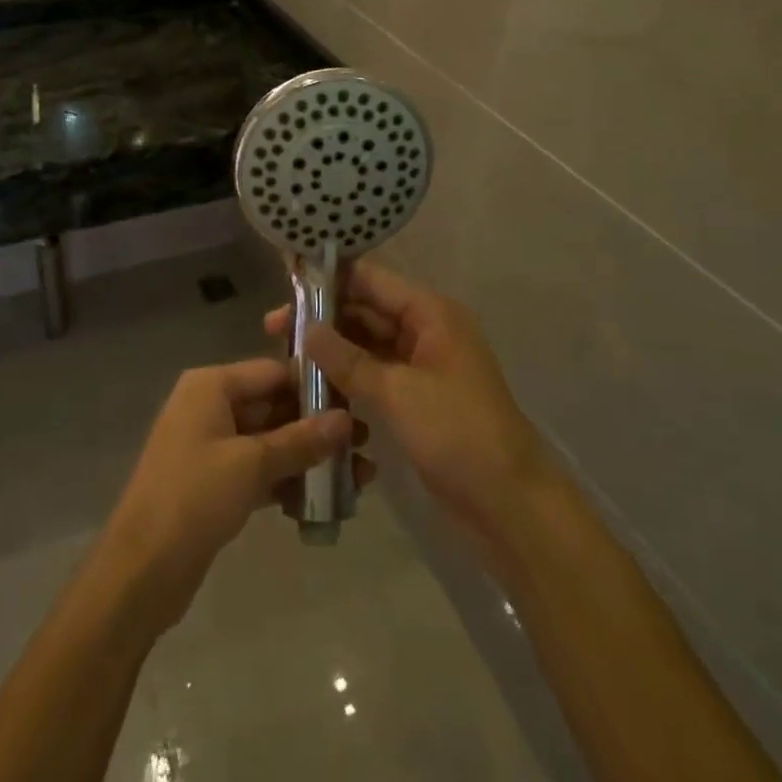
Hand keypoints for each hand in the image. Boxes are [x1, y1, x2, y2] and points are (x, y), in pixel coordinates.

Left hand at [97, 359, 365, 632]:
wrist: (141, 571)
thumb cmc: (193, 498)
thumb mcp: (251, 464)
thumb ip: (301, 440)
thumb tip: (347, 420)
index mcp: (211, 386)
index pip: (273, 371)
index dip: (315, 386)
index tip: (359, 402)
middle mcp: (210, 407)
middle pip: (274, 406)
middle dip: (318, 427)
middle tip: (367, 444)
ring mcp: (212, 446)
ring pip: (271, 442)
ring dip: (310, 458)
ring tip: (361, 477)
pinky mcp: (216, 483)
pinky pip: (260, 471)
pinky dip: (289, 481)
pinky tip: (326, 500)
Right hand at [266, 261, 547, 545]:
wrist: (509, 503)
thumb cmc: (458, 433)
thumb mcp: (398, 392)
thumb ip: (348, 359)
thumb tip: (306, 329)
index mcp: (430, 313)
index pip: (371, 279)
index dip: (330, 278)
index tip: (286, 282)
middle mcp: (425, 330)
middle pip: (366, 309)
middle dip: (323, 318)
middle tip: (272, 330)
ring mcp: (421, 364)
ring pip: (367, 343)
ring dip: (331, 348)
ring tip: (285, 357)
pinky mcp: (415, 396)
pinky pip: (374, 373)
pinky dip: (347, 375)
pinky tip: (313, 385)